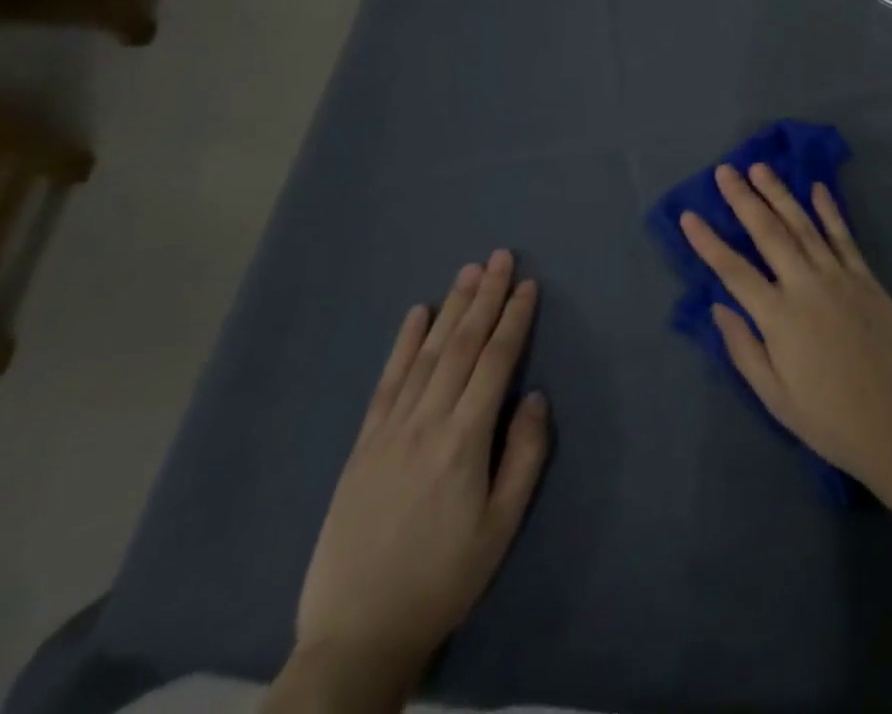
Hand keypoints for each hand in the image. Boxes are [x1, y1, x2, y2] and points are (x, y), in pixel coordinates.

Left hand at [289, 253, 548, 695]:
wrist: (357, 633)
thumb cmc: (443, 578)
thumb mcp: (501, 527)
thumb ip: (524, 456)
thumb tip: (534, 396)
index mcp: (464, 441)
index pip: (495, 362)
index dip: (514, 319)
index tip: (528, 285)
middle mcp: (426, 422)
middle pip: (461, 345)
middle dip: (485, 297)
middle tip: (501, 256)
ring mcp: (390, 430)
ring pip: (427, 354)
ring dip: (451, 308)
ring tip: (468, 271)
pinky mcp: (363, 443)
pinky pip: (387, 381)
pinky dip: (403, 343)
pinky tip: (416, 314)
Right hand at [679, 163, 891, 501]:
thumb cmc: (830, 419)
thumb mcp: (775, 397)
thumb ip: (744, 347)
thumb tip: (719, 306)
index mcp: (779, 318)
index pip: (734, 270)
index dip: (709, 242)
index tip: (688, 215)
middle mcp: (806, 286)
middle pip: (769, 233)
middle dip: (744, 199)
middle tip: (725, 171)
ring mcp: (839, 277)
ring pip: (804, 225)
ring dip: (780, 193)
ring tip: (760, 168)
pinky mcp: (866, 278)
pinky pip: (844, 236)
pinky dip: (829, 210)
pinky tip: (817, 188)